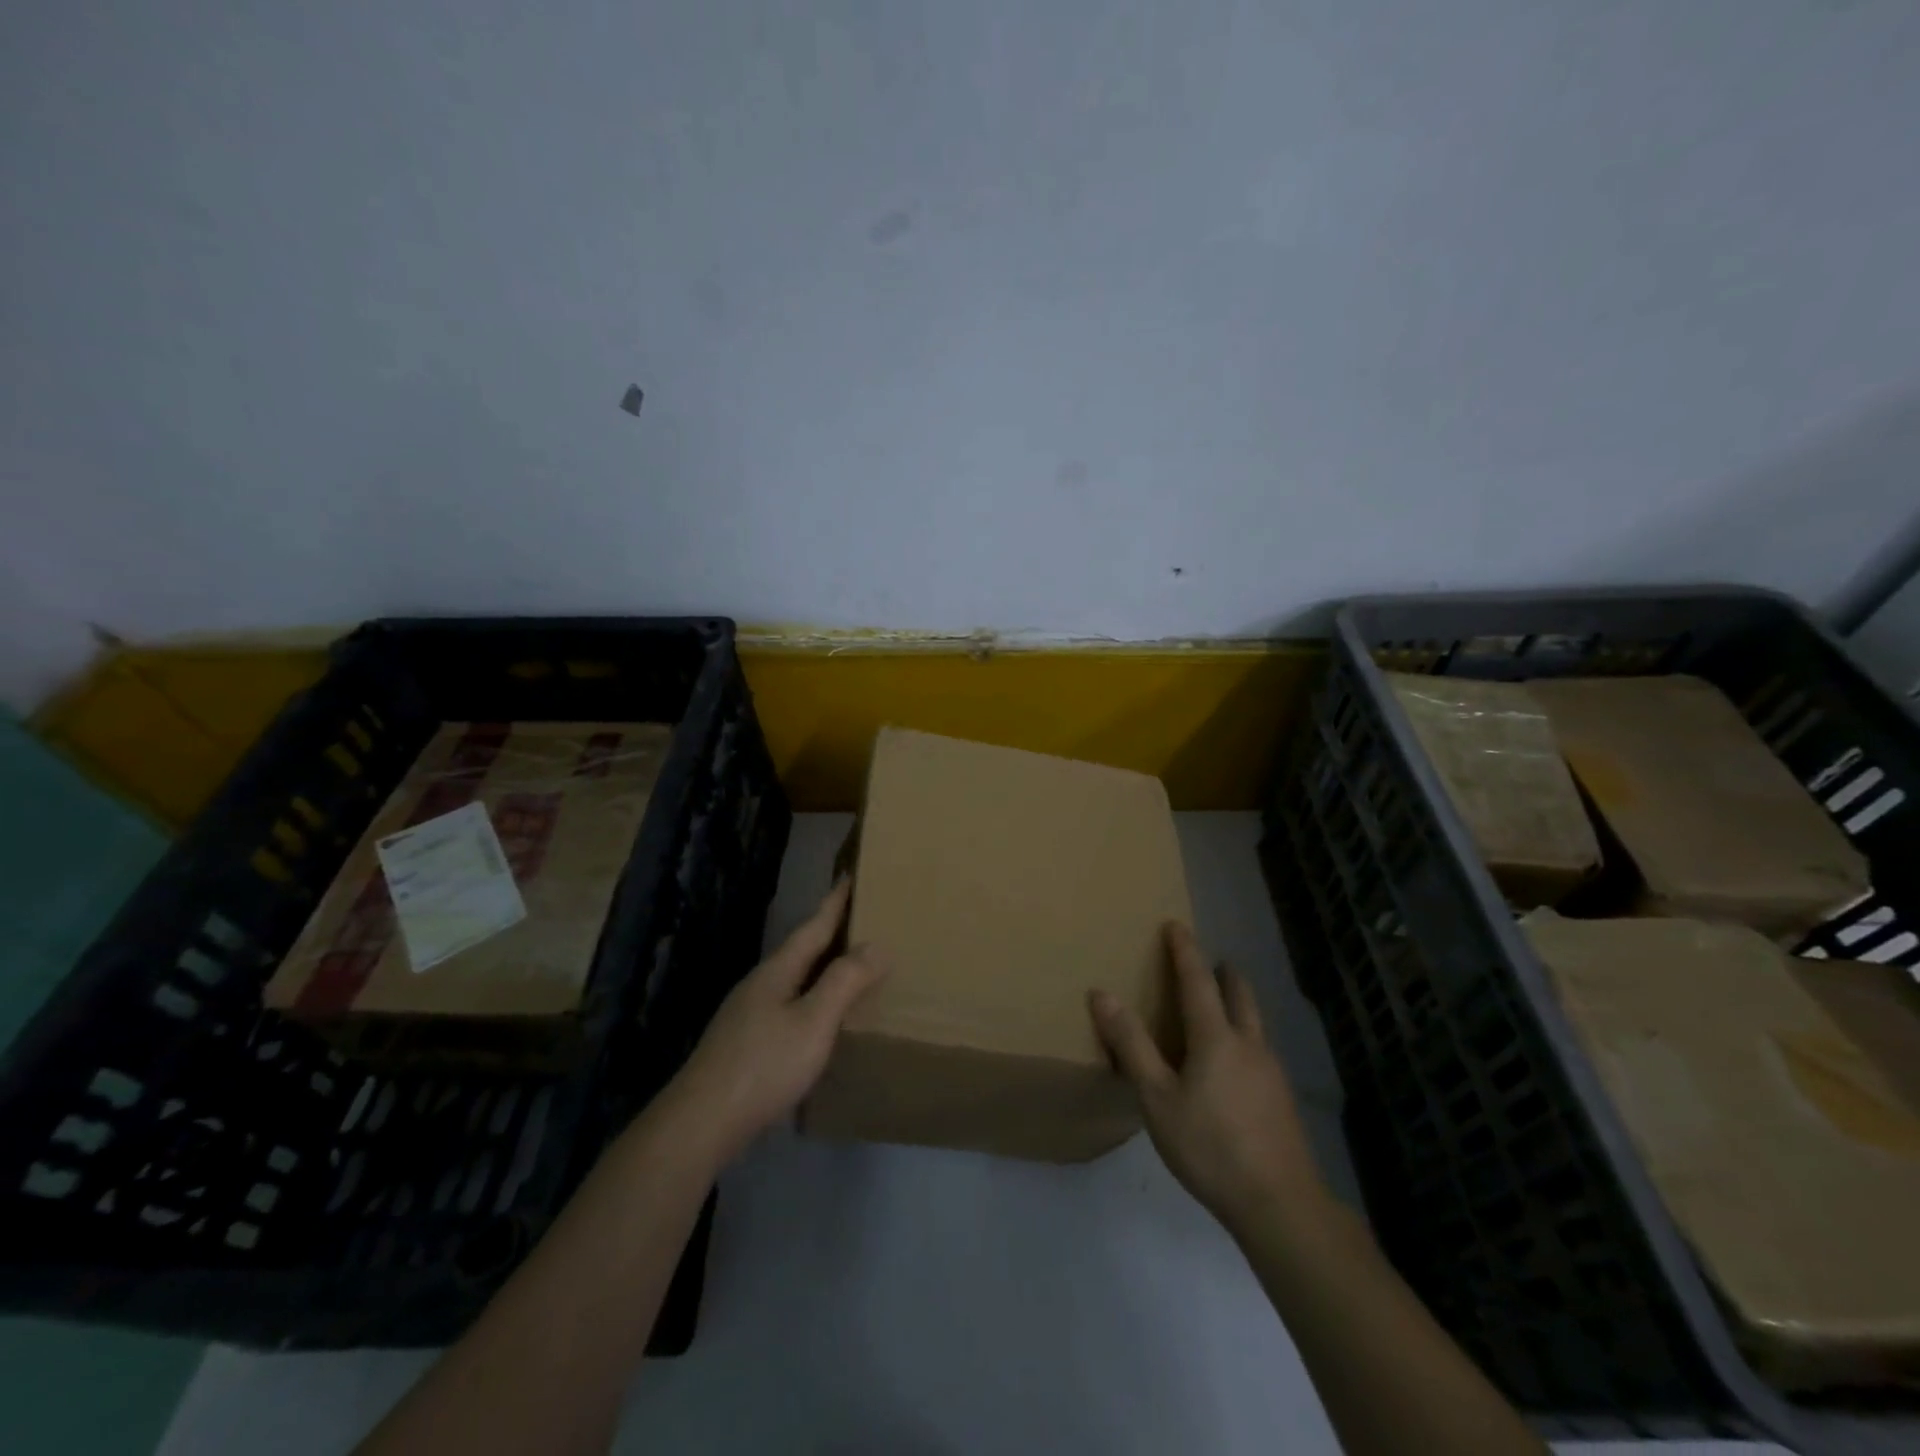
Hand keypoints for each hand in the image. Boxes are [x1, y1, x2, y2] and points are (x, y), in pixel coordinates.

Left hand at [657, 880, 887, 1164]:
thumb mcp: (813, 1022)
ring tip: (849, 965)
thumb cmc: (764, 1065)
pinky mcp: (745, 1043)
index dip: (834, 904)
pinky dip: (811, 998)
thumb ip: (844, 982)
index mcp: (777, 971)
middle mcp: (761, 985)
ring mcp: (748, 1014)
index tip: (849, 875)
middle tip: (861, 918)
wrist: (701, 1123)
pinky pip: (788, 1005)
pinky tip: (820, 1018)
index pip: (813, 927)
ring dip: (821, 968)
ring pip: (794, 979)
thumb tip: (876, 945)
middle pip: (801, 950)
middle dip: (830, 933)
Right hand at [1090, 923, 1326, 1237]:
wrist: (1280, 1204)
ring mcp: (1271, 1071)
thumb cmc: (1209, 1146)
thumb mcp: (1157, 1098)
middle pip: (1239, 994)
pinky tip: (1235, 1063)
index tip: (1176, 924)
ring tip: (1221, 1006)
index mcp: (1216, 1037)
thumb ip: (1131, 1044)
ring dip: (1237, 1003)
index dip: (1185, 950)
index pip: (1197, 980)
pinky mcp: (1282, 1098)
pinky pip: (1259, 1048)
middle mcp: (1249, 1044)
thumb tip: (1102, 994)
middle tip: (1210, 962)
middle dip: (1223, 973)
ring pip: (1254, 1021)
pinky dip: (1244, 1035)